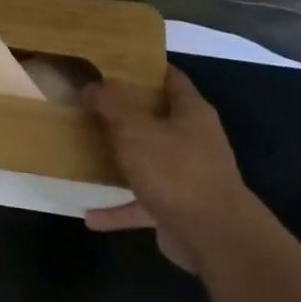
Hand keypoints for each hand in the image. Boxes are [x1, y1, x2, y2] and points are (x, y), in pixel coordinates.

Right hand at [82, 68, 264, 274]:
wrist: (214, 236)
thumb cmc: (175, 170)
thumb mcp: (135, 129)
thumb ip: (111, 103)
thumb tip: (92, 84)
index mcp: (191, 112)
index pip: (170, 78)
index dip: (144, 68)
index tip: (112, 65)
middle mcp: (194, 140)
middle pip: (157, 118)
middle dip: (125, 113)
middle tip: (89, 105)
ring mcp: (187, 175)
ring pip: (148, 161)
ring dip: (120, 161)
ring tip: (86, 155)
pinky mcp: (178, 208)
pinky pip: (141, 203)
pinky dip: (118, 209)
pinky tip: (90, 217)